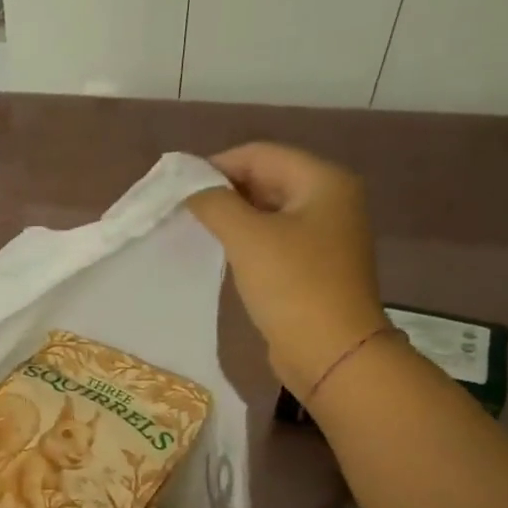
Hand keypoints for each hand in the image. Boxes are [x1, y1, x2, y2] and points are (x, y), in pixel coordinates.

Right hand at [188, 142, 388, 396]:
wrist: (330, 352)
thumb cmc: (293, 286)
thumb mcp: (248, 238)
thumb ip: (214, 203)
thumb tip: (189, 186)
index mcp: (323, 181)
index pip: (260, 154)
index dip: (216, 165)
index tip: (176, 188)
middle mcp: (330, 200)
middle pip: (266, 179)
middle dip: (223, 191)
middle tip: (181, 210)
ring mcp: (325, 234)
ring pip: (268, 211)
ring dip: (232, 217)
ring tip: (194, 230)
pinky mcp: (314, 265)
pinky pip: (274, 239)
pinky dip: (247, 240)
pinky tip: (220, 253)